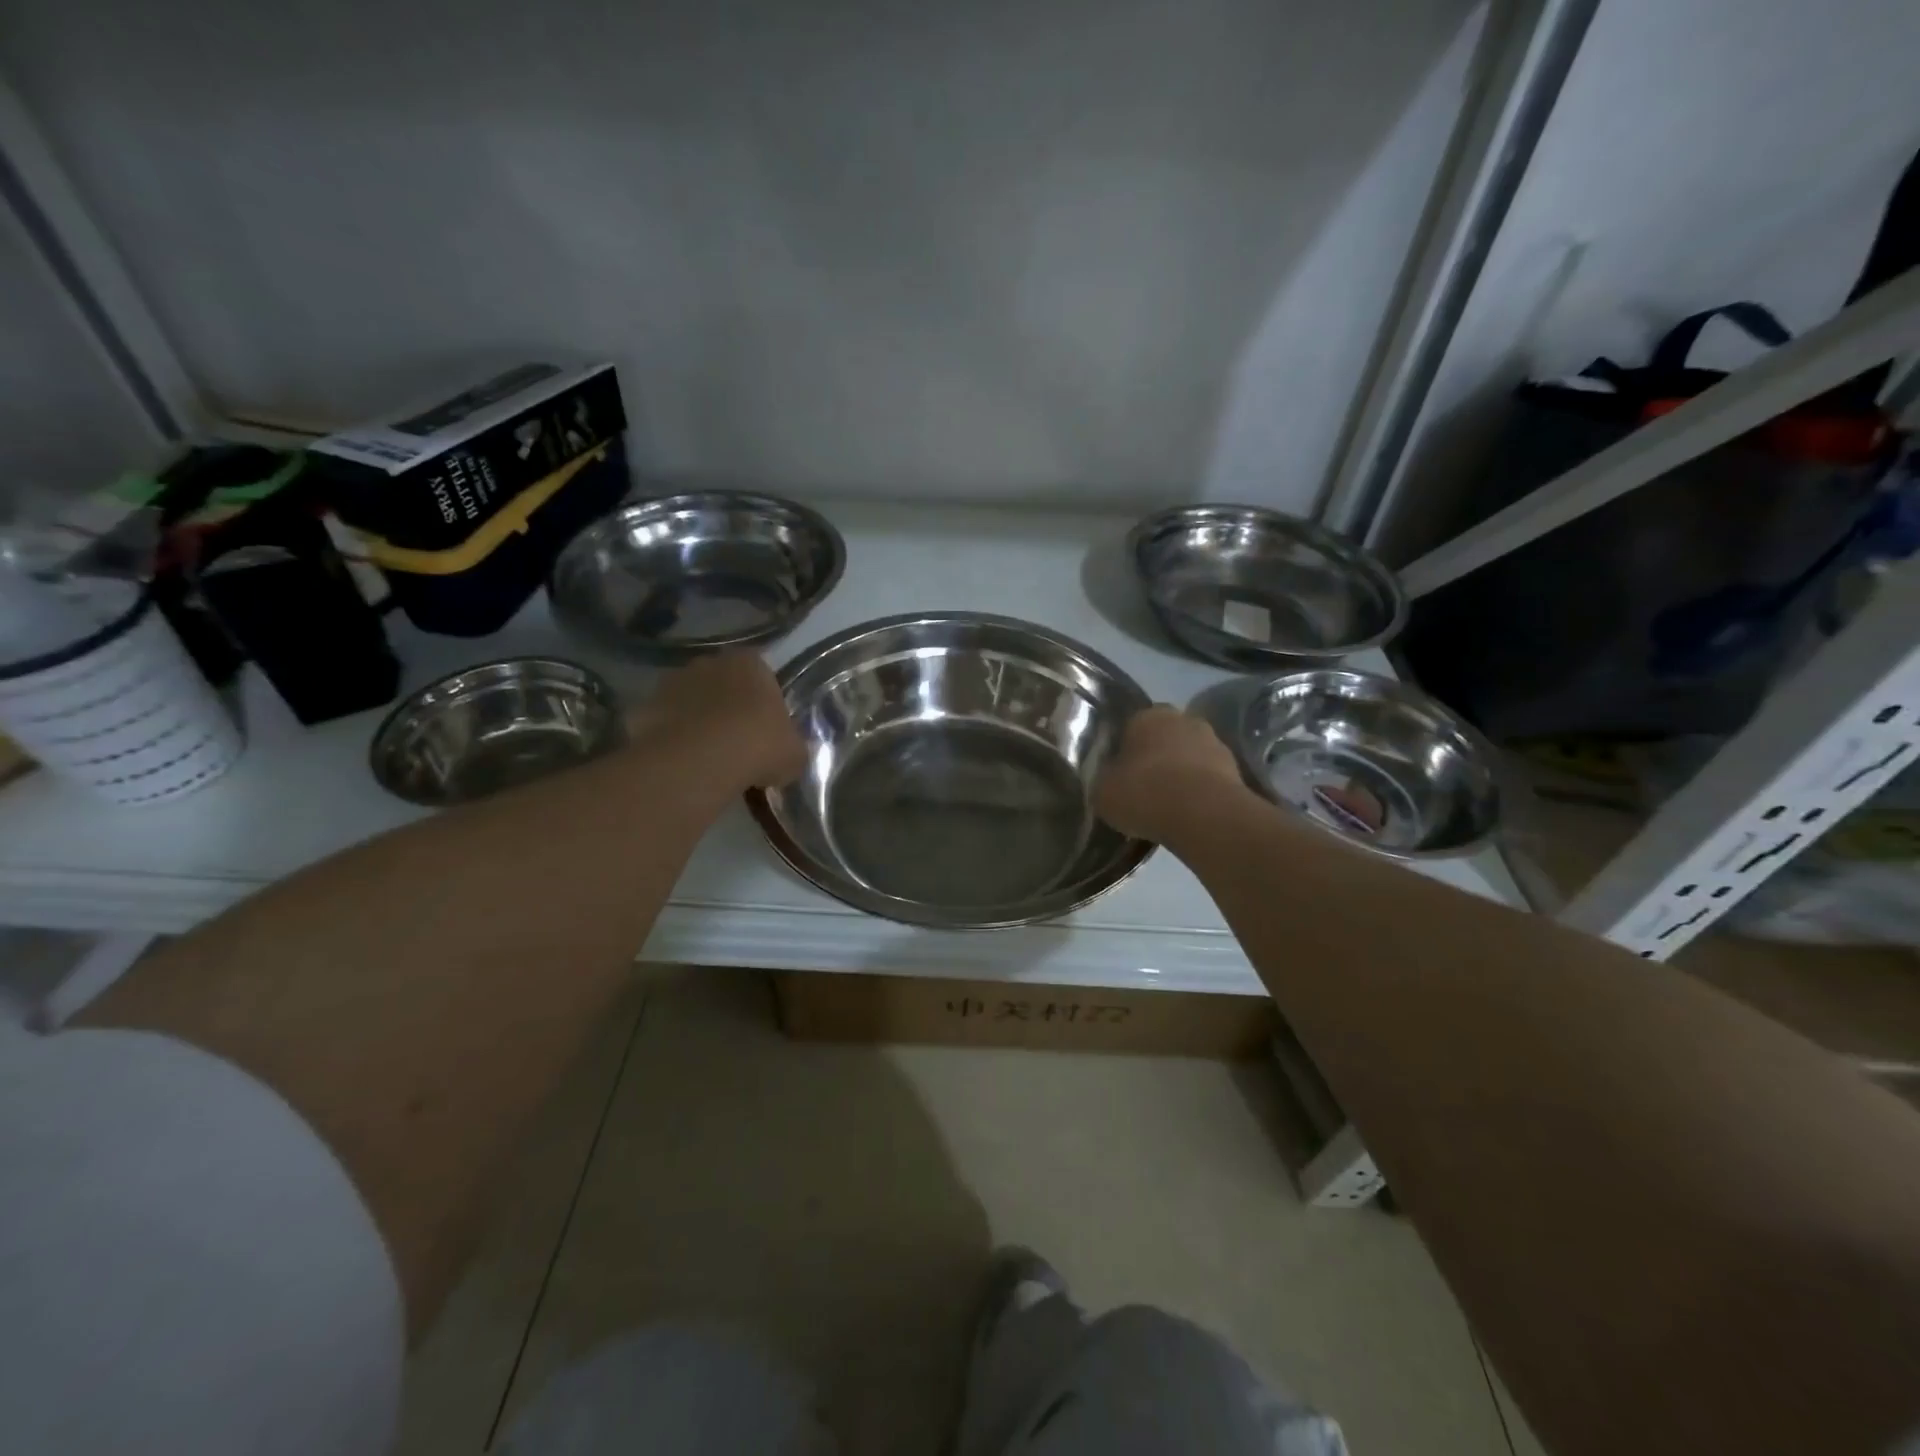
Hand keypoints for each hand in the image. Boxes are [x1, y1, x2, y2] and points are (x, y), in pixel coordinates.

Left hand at [632, 652, 805, 790]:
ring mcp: (671, 682)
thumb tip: (789, 752)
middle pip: (721, 682)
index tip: (765, 726)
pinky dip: (671, 738)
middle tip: (736, 741)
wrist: (699, 761)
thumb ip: (792, 745)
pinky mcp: (643, 707)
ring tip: (706, 756)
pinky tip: (681, 763)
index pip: (760, 672)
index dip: (763, 700)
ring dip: (696, 719)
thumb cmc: (758, 746)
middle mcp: (709, 662)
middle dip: (727, 705)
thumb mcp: (794, 753)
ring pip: (690, 700)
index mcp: (750, 663)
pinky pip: (664, 722)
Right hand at [1093, 705, 1248, 841]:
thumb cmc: (1144, 792)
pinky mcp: (1236, 770)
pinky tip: (1188, 816)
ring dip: (1180, 775)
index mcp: (1148, 714)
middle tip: (1142, 789)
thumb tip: (1108, 780)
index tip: (1119, 774)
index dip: (1123, 750)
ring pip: (1189, 758)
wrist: (1203, 815)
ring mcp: (1215, 742)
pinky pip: (1208, 779)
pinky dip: (1200, 793)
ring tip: (1167, 806)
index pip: (1131, 726)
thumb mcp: (1103, 791)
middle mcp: (1184, 719)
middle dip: (1155, 759)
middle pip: (1163, 738)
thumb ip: (1104, 779)